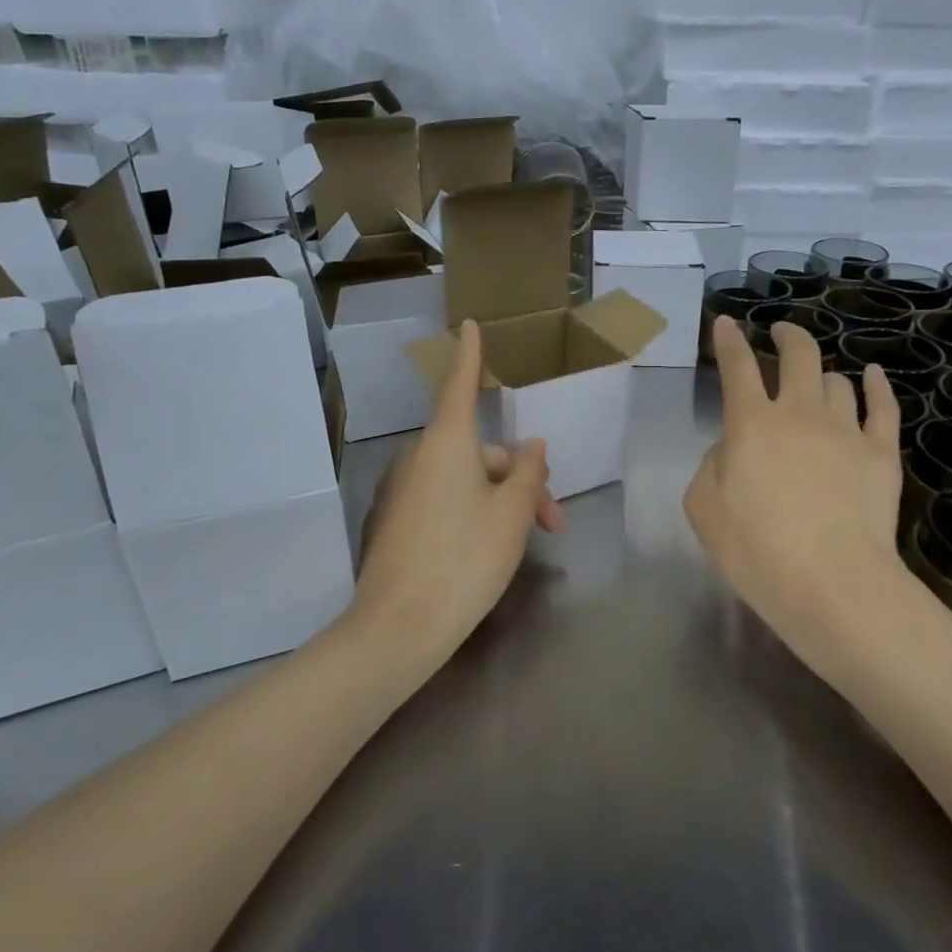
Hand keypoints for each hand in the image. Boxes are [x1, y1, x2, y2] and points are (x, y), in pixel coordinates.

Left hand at [352, 319, 562, 661]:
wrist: (400, 626)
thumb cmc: (466, 558)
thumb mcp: (513, 513)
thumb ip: (529, 472)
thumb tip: (531, 447)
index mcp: (447, 443)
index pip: (461, 385)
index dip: (471, 356)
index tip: (470, 325)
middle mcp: (421, 458)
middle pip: (481, 452)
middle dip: (522, 479)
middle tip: (553, 523)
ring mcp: (405, 491)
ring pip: (467, 481)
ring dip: (503, 501)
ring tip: (531, 541)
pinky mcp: (398, 522)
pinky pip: (446, 502)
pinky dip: (475, 514)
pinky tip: (492, 550)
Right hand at [685, 315, 908, 674]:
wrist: (832, 583)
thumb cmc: (756, 550)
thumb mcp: (703, 509)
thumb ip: (711, 466)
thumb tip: (731, 448)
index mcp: (751, 423)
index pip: (737, 367)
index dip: (729, 340)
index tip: (726, 323)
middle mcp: (800, 412)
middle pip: (798, 355)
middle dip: (787, 336)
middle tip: (780, 333)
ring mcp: (846, 429)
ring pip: (838, 381)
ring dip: (823, 376)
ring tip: (819, 382)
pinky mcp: (882, 452)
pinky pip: (883, 406)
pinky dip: (876, 386)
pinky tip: (872, 376)